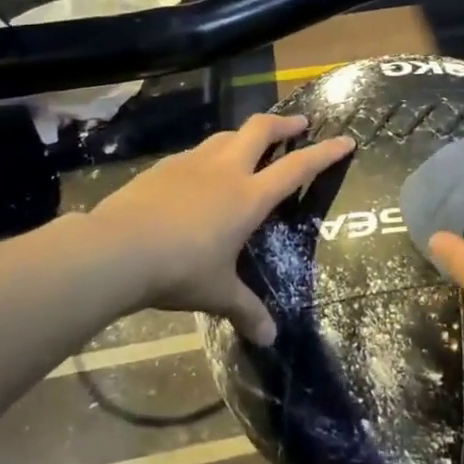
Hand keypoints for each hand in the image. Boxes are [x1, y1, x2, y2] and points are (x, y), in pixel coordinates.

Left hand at [87, 113, 353, 344]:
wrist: (117, 249)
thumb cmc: (179, 269)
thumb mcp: (217, 292)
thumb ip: (245, 311)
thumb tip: (269, 338)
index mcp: (248, 197)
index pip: (297, 167)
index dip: (325, 153)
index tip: (346, 139)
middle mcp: (225, 170)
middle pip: (261, 129)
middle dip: (284, 124)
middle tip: (299, 124)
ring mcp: (191, 163)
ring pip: (226, 135)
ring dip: (245, 135)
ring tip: (250, 144)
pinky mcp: (163, 167)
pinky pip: (196, 152)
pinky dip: (210, 154)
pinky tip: (201, 172)